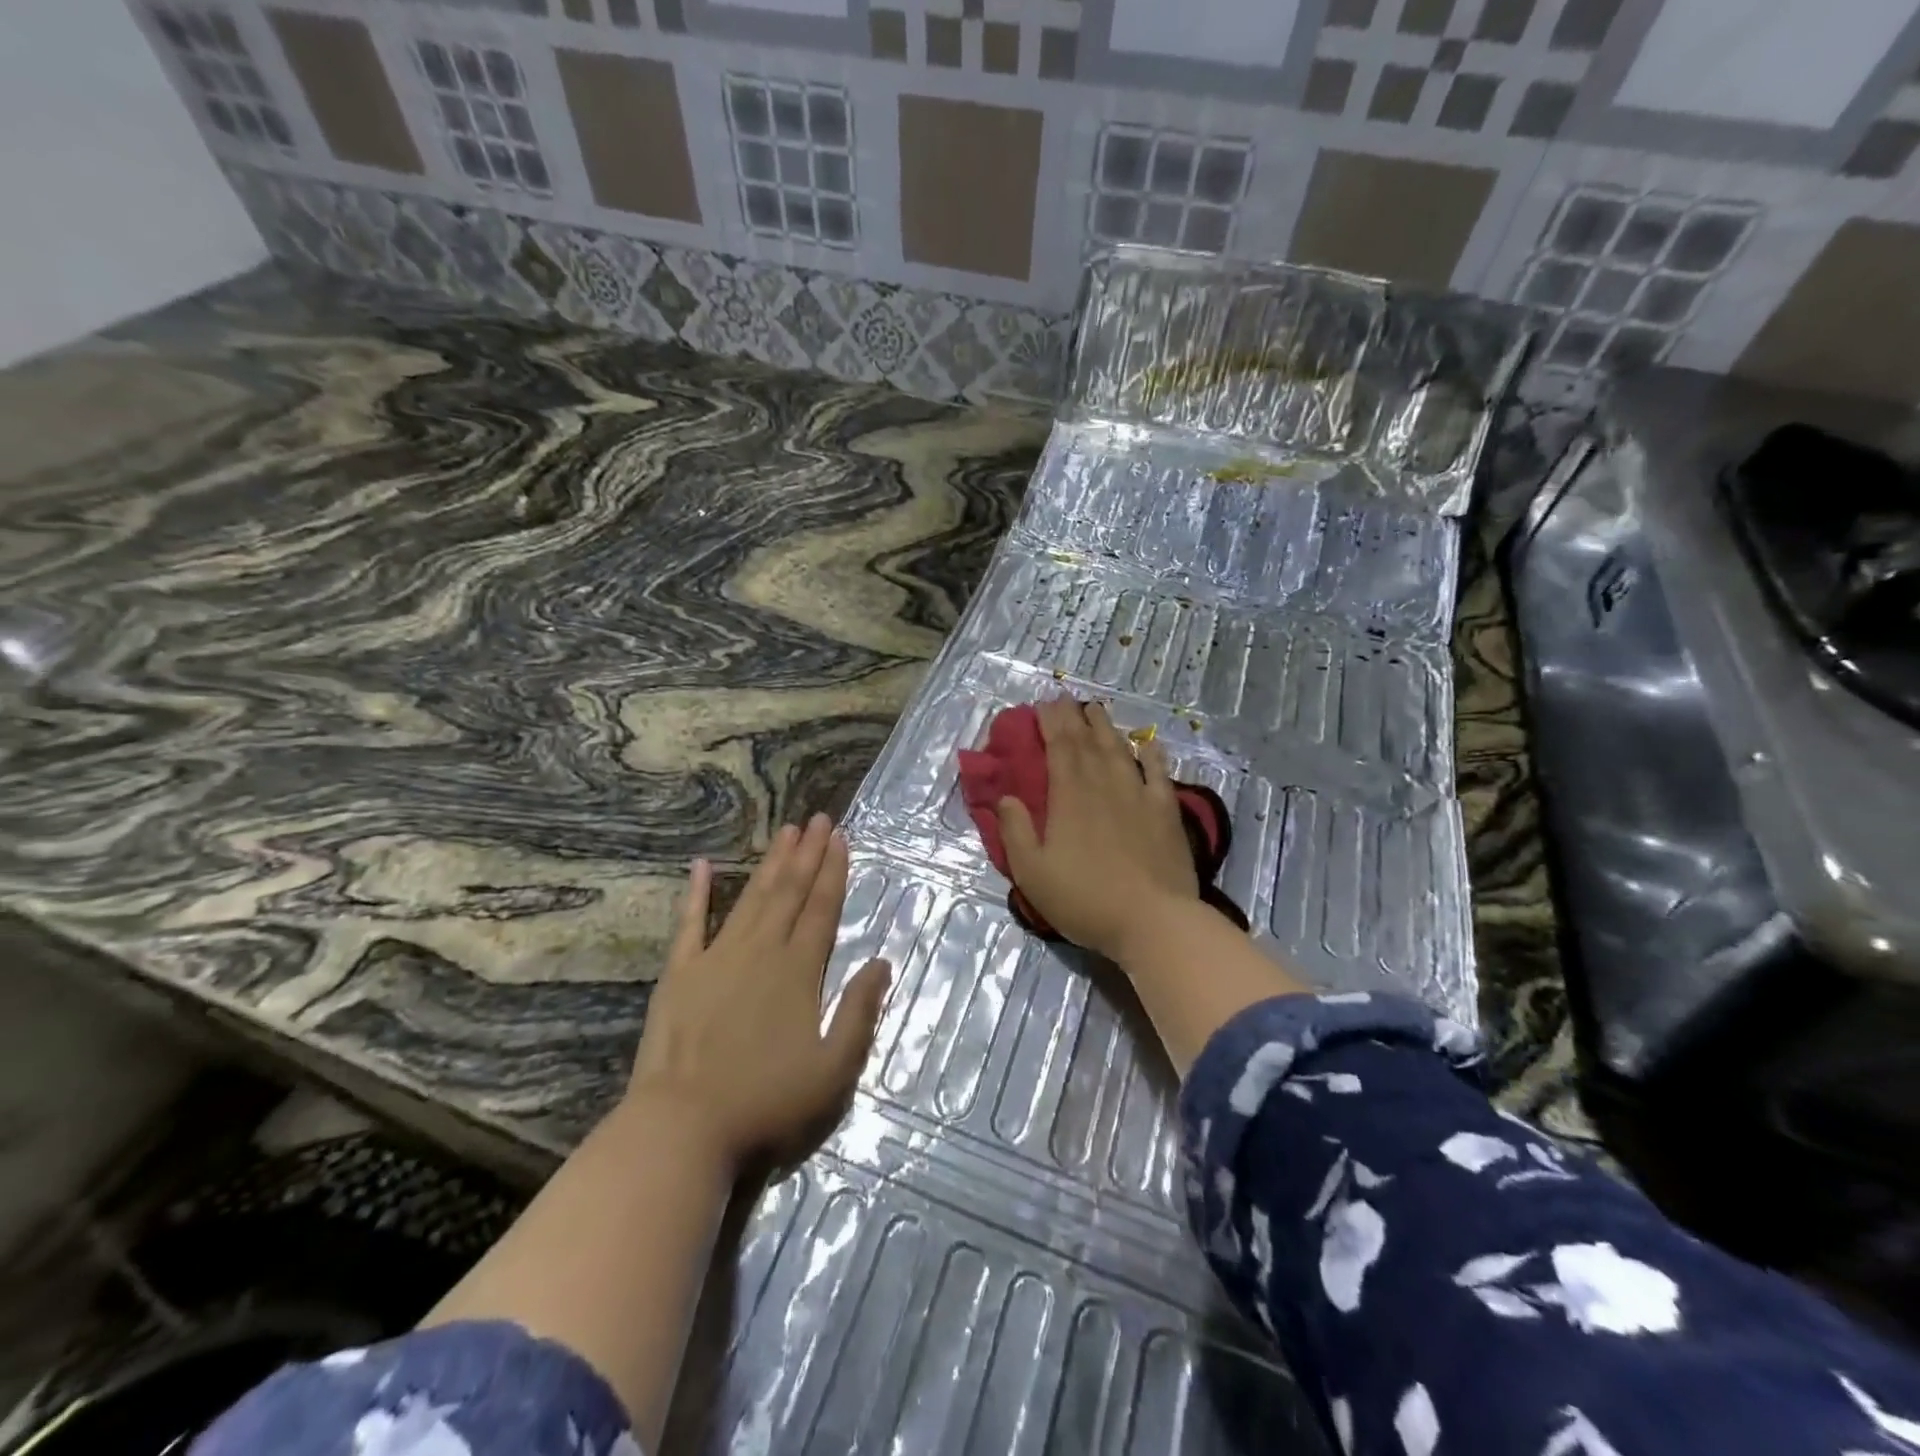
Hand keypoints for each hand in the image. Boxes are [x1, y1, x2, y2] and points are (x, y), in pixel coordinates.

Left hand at [626, 814, 889, 1172]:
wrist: (682, 1128)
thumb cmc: (766, 1103)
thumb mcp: (834, 1071)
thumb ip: (860, 1012)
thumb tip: (881, 961)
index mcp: (799, 971)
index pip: (822, 908)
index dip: (833, 871)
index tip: (840, 837)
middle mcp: (761, 952)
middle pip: (789, 892)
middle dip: (807, 853)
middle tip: (818, 818)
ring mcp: (716, 958)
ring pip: (752, 898)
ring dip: (771, 863)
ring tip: (785, 831)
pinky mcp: (680, 973)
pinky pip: (690, 923)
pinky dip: (697, 893)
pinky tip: (703, 865)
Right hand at [996, 698, 1200, 961]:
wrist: (1152, 920)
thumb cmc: (1084, 899)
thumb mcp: (1032, 872)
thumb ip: (1015, 831)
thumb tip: (1006, 797)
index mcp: (1069, 796)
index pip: (1058, 747)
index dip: (1050, 722)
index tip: (1043, 704)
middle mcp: (1104, 784)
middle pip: (1087, 741)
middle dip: (1074, 717)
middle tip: (1066, 699)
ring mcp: (1139, 795)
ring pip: (1120, 749)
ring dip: (1106, 727)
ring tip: (1096, 710)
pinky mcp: (1166, 811)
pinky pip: (1159, 772)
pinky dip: (1151, 753)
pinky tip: (1147, 743)